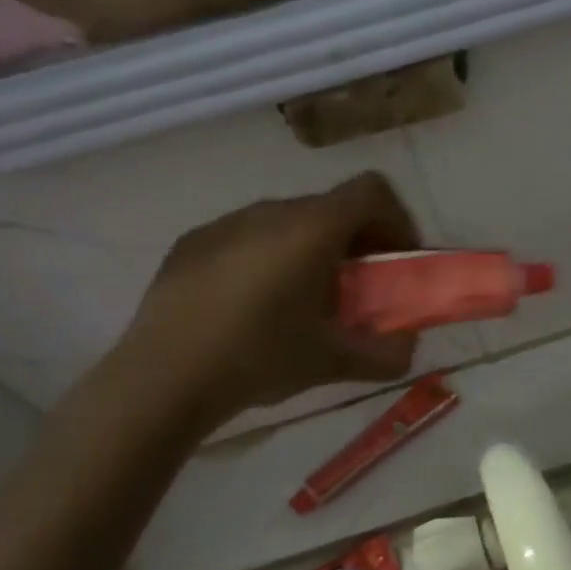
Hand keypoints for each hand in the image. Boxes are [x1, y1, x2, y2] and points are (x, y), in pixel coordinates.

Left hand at [115, 173, 421, 434]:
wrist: (162, 378)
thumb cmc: (259, 358)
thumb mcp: (333, 362)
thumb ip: (385, 353)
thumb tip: (407, 347)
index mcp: (311, 229)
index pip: (372, 190)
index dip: (397, 219)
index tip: (397, 261)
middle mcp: (270, 211)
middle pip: (331, 207)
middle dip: (356, 242)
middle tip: (356, 289)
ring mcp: (225, 223)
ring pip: (288, 221)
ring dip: (312, 249)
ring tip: (303, 301)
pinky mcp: (192, 243)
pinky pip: (247, 236)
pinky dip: (268, 258)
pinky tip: (253, 306)